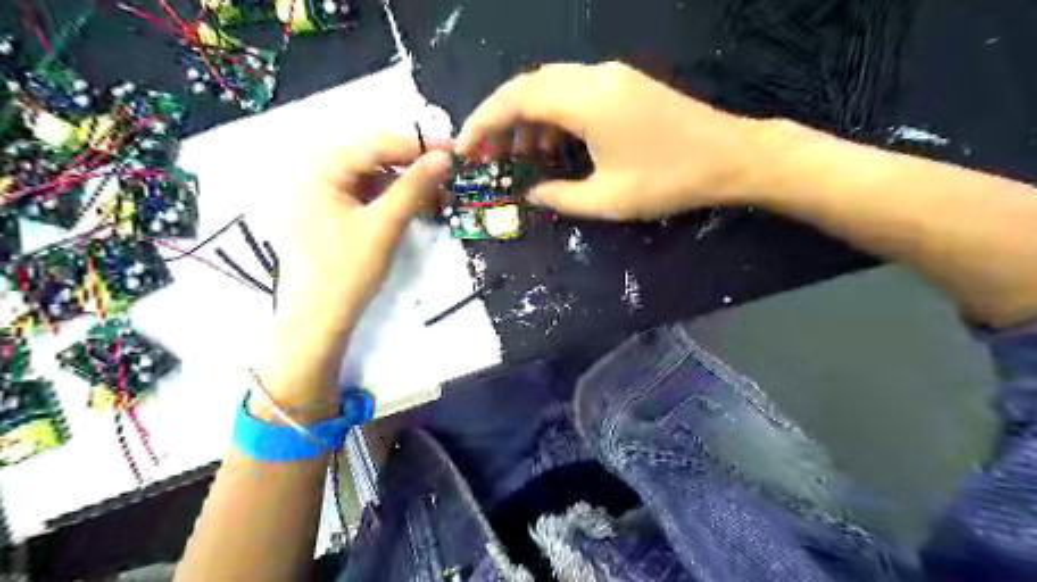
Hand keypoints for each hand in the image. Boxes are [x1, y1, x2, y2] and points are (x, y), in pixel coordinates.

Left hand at [260, 133, 450, 413]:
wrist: (319, 319)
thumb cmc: (347, 271)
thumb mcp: (385, 225)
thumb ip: (414, 186)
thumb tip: (446, 157)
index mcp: (320, 168)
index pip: (376, 144)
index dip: (418, 145)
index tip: (454, 150)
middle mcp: (314, 171)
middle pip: (372, 156)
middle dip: (411, 163)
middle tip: (447, 172)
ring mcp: (320, 192)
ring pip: (371, 174)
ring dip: (403, 181)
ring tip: (435, 191)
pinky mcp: (328, 211)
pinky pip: (364, 193)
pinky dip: (390, 196)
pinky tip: (412, 205)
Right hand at [457, 61, 763, 220]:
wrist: (732, 157)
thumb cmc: (669, 180)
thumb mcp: (608, 199)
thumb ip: (561, 197)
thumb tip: (531, 195)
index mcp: (587, 101)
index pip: (517, 97)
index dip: (484, 120)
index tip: (466, 147)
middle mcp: (595, 77)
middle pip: (530, 85)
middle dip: (501, 118)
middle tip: (488, 154)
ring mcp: (613, 77)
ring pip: (552, 86)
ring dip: (528, 117)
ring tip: (518, 154)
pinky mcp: (625, 85)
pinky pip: (575, 92)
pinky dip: (554, 115)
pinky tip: (553, 144)